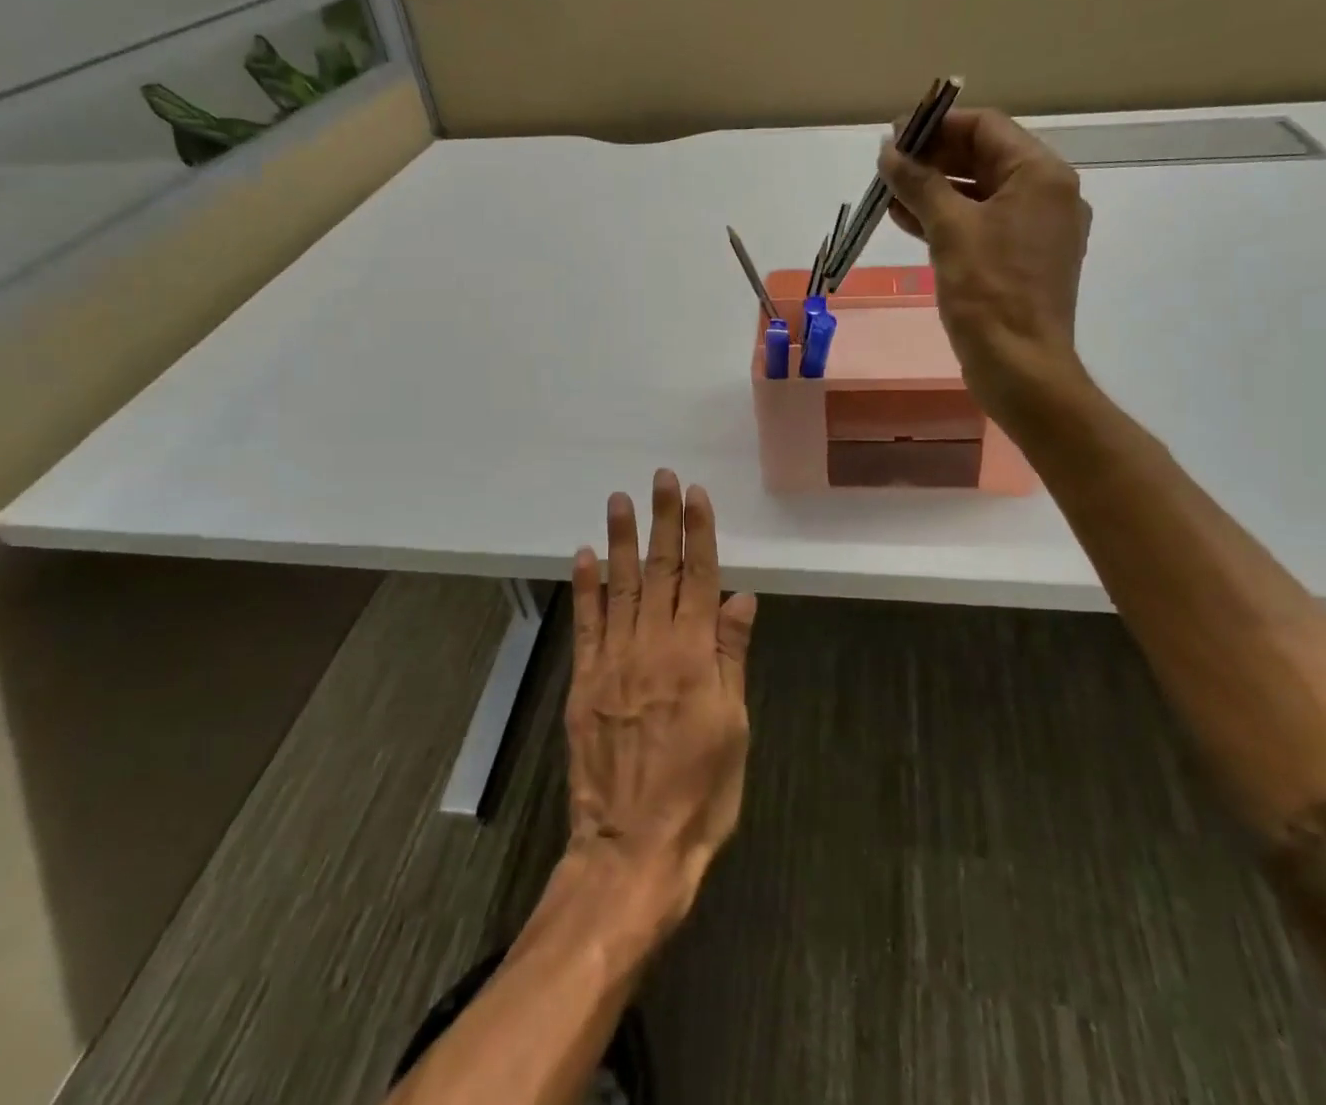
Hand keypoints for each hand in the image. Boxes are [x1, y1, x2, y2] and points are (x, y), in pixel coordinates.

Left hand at [565, 469, 757, 927]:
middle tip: (660, 477)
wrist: (633, 849)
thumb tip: (741, 598)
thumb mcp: (734, 727)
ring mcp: (613, 662)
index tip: (696, 495)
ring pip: (619, 587)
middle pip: (660, 571)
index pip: (700, 578)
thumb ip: (732, 656)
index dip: (699, 533)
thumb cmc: (699, 794)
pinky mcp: (584, 682)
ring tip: (619, 499)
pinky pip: (586, 624)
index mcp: (694, 656)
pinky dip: (585, 588)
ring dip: (619, 540)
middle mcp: (652, 646)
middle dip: (662, 521)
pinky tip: (583, 556)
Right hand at [878, 107, 1092, 430]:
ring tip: (888, 191)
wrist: (1020, 367)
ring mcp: (1036, 230)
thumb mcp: (950, 229)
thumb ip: (919, 182)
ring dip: (934, 189)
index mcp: (1041, 176)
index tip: (894, 136)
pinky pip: (981, 225)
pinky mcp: (1020, 260)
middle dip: (933, 158)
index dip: (937, 126)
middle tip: (887, 165)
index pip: (986, 128)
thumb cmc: (989, 292)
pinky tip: (907, 220)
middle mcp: (1047, 195)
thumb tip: (889, 151)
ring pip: (979, 193)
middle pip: (984, 157)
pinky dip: (947, 218)